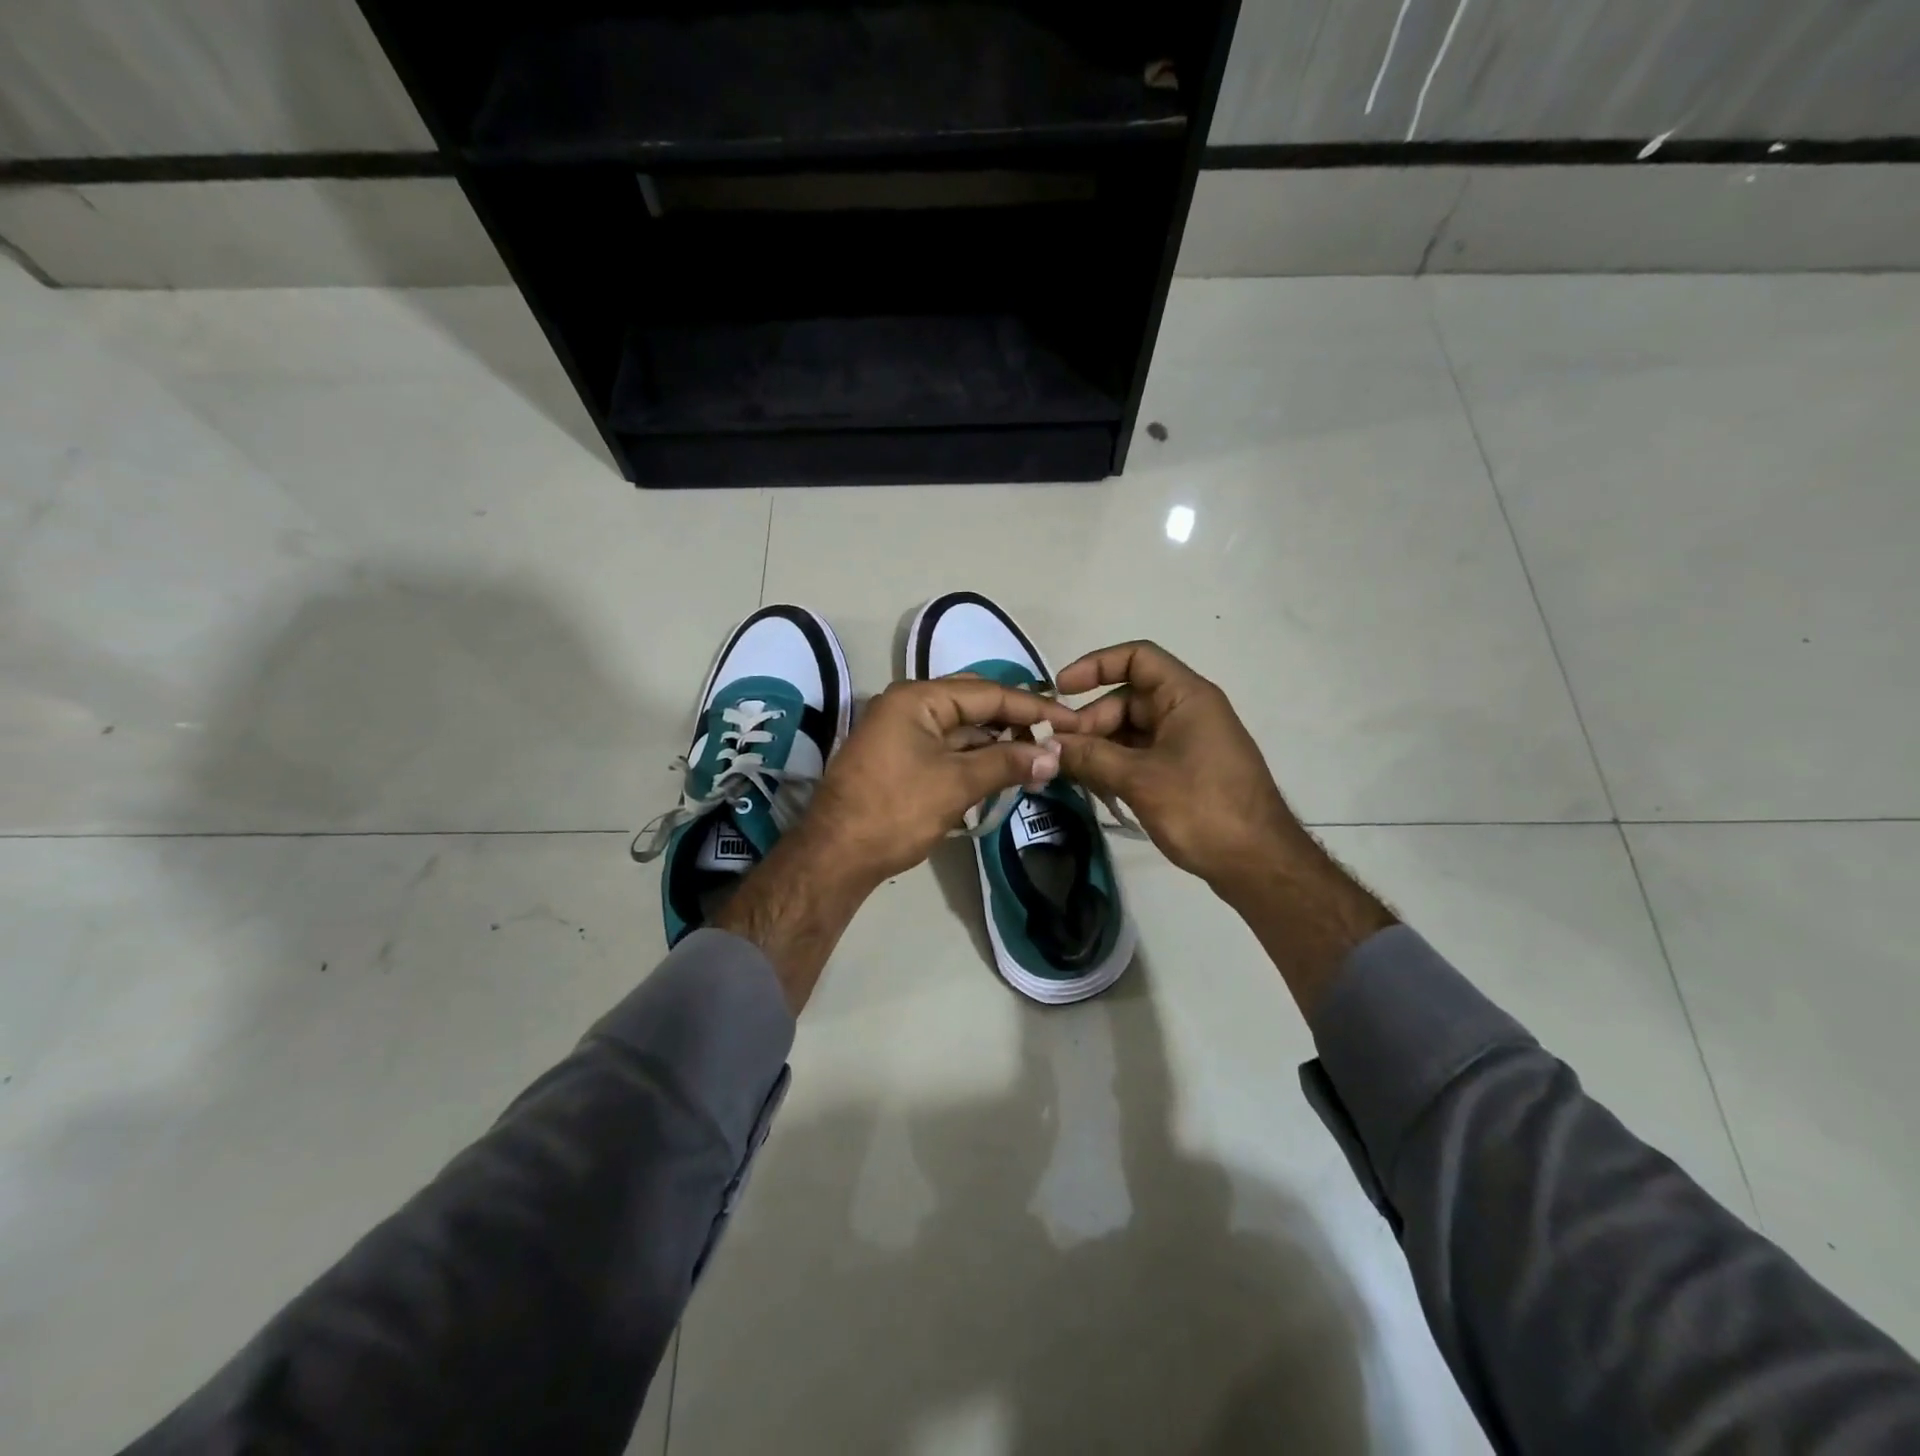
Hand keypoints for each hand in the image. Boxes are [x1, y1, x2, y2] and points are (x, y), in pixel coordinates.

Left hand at [801, 678, 1078, 888]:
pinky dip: (974, 757)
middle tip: (1055, 737)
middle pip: (974, 704)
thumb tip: (1053, 754)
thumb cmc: (896, 811)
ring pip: (961, 728)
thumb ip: (1007, 762)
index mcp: (918, 698)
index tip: (1070, 721)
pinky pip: (946, 747)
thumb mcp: (956, 784)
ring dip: (996, 742)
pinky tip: (1002, 770)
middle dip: (1015, 721)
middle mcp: (908, 705)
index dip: (1032, 707)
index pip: (988, 693)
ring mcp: (901, 731)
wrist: (835, 856)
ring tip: (1037, 759)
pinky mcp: (899, 757)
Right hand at [1050, 641, 1303, 894]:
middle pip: (1127, 699)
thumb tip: (1047, 745)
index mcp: (1186, 697)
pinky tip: (1094, 788)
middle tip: (1059, 752)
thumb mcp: (1139, 780)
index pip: (1136, 658)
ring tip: (1070, 774)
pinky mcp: (1184, 771)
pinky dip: (1115, 766)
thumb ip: (1090, 757)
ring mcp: (1187, 743)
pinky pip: (1141, 755)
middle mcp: (1187, 711)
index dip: (1095, 666)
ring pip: (1130, 731)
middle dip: (1090, 721)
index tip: (1060, 691)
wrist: (1258, 863)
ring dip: (1099, 748)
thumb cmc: (1202, 808)